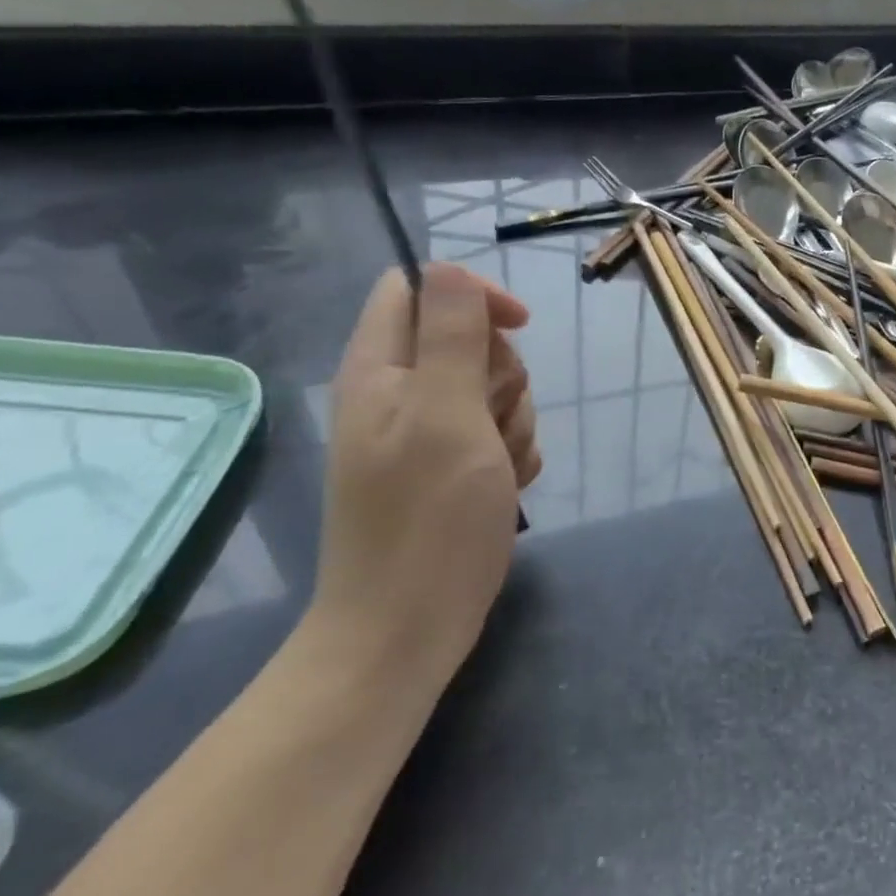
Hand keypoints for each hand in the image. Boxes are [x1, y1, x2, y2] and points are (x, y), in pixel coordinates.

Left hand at [307, 264, 539, 692]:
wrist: (408, 628)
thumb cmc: (427, 519)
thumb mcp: (446, 413)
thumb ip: (451, 334)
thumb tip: (446, 267)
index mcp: (380, 369)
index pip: (419, 288)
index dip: (471, 295)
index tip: (515, 328)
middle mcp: (399, 393)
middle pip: (470, 340)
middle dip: (503, 374)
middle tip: (491, 420)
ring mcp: (427, 434)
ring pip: (494, 389)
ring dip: (515, 419)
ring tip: (498, 467)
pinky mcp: (452, 468)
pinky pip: (499, 433)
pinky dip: (512, 453)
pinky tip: (505, 487)